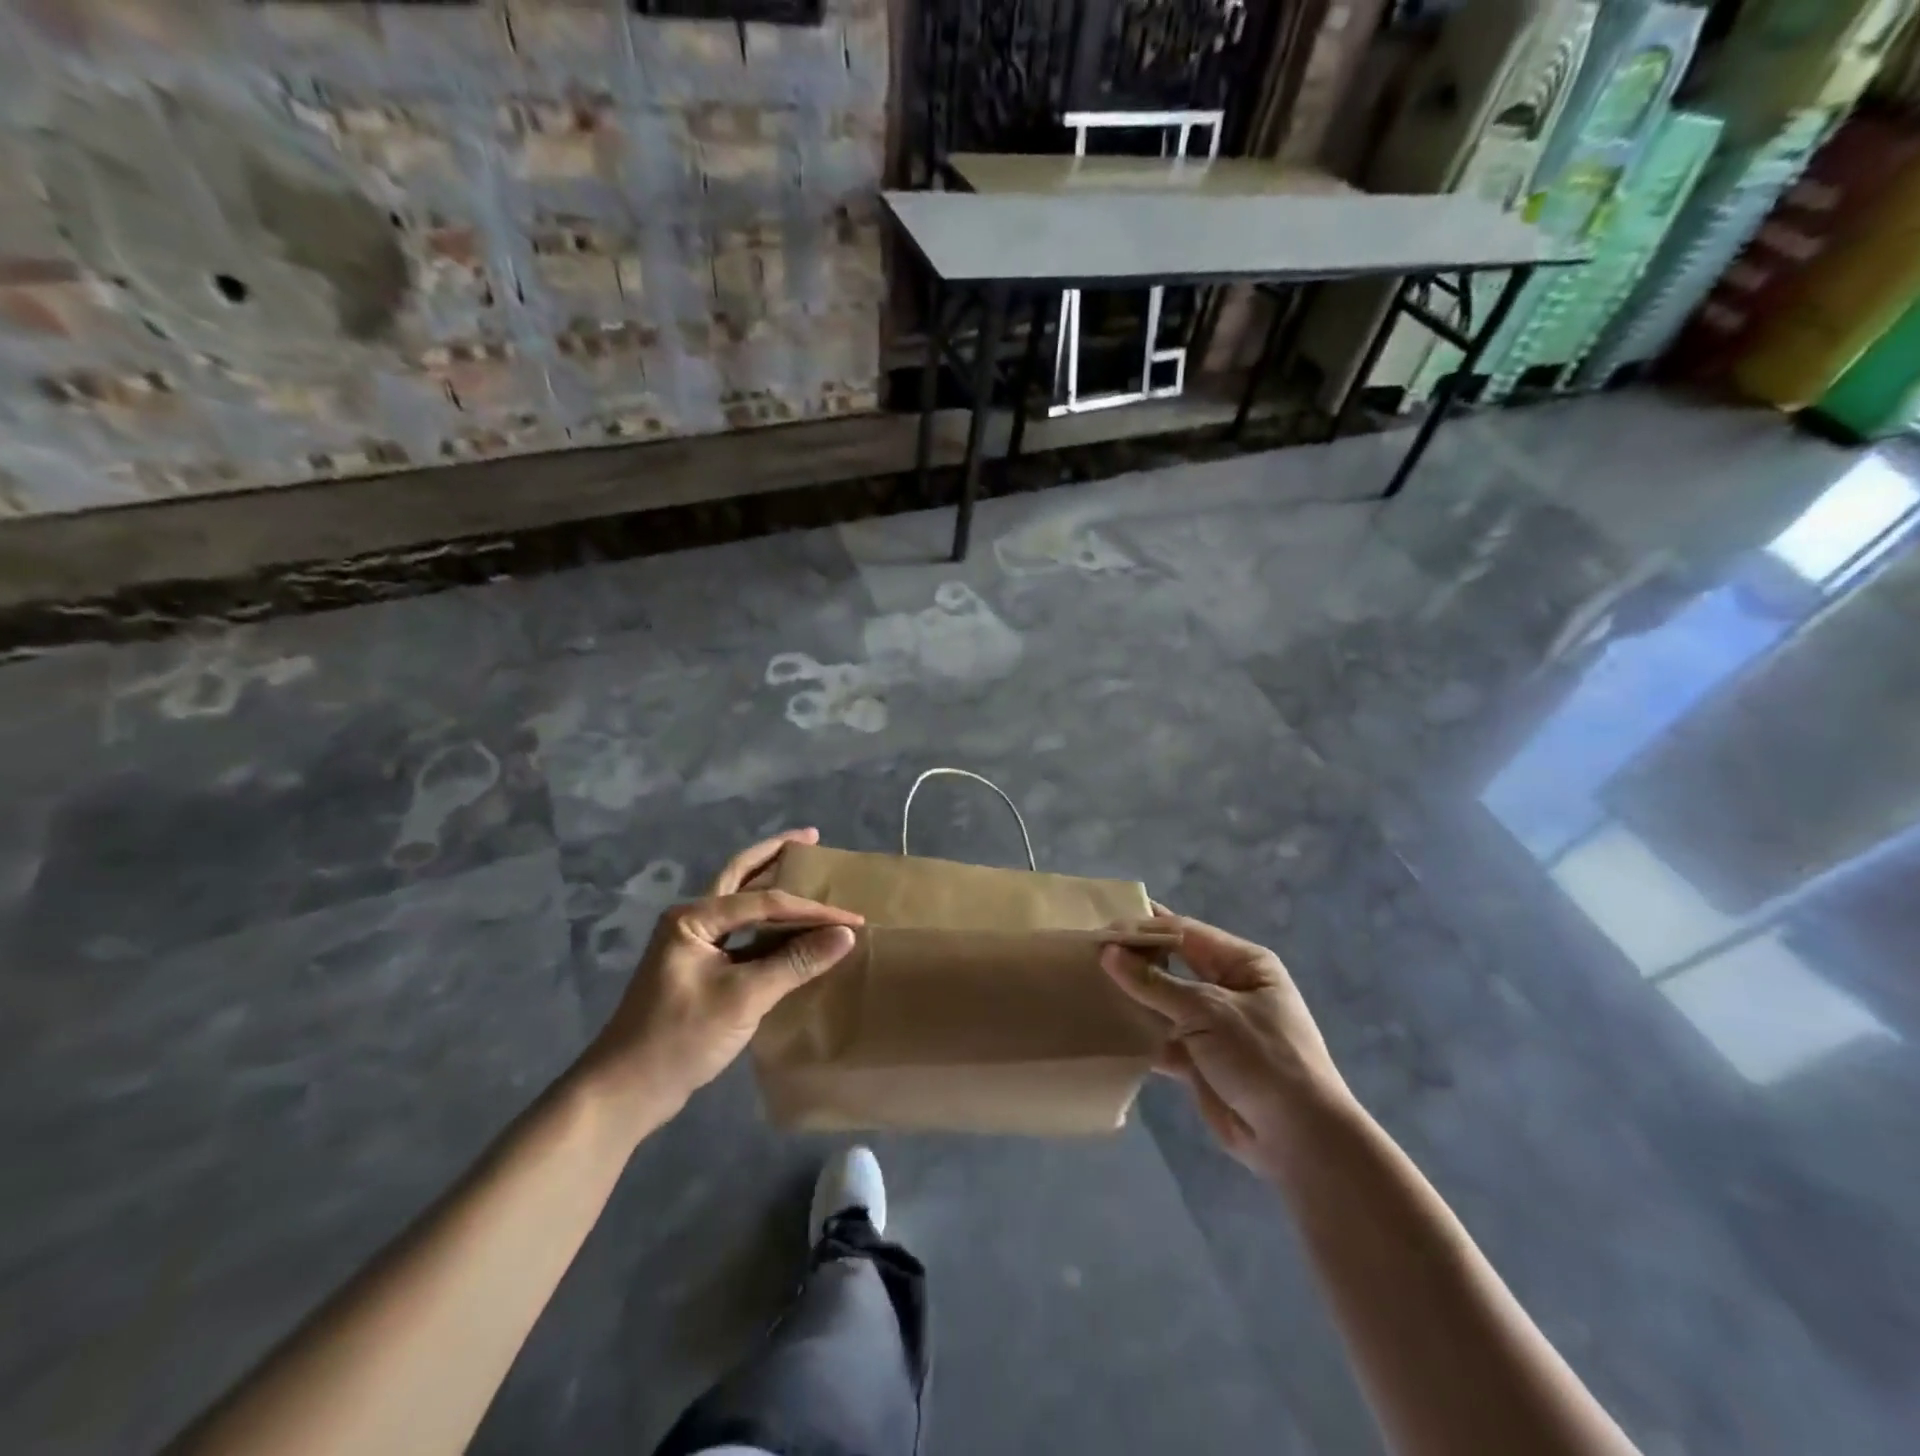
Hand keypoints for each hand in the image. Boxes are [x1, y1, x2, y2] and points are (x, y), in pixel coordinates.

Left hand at [581, 829, 862, 1122]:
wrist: (626, 1091)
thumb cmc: (680, 1038)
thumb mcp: (743, 998)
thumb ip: (796, 962)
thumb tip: (846, 935)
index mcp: (694, 917)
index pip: (764, 902)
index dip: (812, 910)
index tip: (852, 919)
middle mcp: (692, 920)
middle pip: (740, 876)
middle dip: (775, 854)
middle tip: (811, 838)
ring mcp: (693, 944)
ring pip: (740, 904)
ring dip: (771, 887)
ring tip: (804, 870)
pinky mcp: (700, 969)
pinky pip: (742, 934)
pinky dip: (768, 926)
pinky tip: (791, 928)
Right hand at [1103, 911, 1350, 1177]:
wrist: (1299, 1140)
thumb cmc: (1261, 1058)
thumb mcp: (1208, 1011)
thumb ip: (1154, 983)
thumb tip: (1108, 952)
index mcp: (1243, 963)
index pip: (1185, 933)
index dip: (1144, 929)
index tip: (1101, 928)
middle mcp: (1228, 988)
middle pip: (1172, 965)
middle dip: (1134, 960)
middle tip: (1087, 954)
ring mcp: (1214, 1026)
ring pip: (1163, 1002)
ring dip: (1132, 998)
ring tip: (1086, 986)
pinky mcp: (1200, 1060)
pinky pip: (1162, 1038)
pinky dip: (1139, 1035)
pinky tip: (1105, 1029)